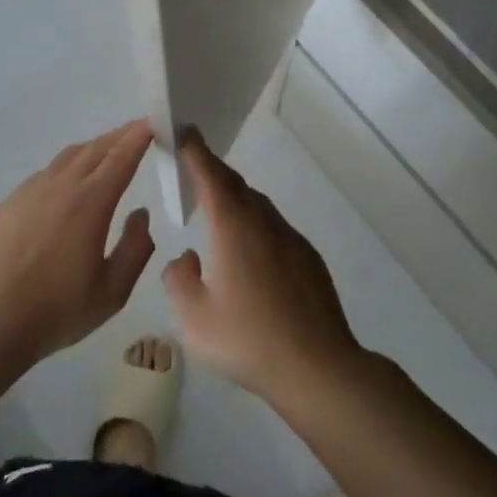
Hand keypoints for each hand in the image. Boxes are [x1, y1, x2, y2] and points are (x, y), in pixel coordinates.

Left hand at [0, 120, 156, 360]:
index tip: (153, 122)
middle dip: (120, 136)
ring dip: (94, 147)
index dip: (139, 136)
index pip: (121, 157)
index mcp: (92, 201)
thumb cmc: (58, 309)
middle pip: (96, 148)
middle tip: (137, 130)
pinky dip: (68, 165)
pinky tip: (68, 183)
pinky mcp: (12, 200)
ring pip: (70, 155)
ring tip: (107, 151)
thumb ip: (135, 249)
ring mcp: (33, 189)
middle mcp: (63, 185)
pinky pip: (47, 172)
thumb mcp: (113, 291)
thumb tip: (141, 214)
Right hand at [162, 132, 365, 406]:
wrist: (318, 367)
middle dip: (213, 170)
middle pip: (235, 184)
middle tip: (194, 166)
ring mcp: (291, 237)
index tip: (184, 130)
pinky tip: (251, 254)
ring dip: (235, 198)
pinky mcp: (308, 257)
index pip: (210, 175)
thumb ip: (179, 280)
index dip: (195, 150)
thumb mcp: (195, 319)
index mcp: (233, 227)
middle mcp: (263, 221)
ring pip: (258, 204)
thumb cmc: (249, 340)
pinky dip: (256, 223)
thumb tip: (186, 258)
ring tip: (218, 210)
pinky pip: (275, 227)